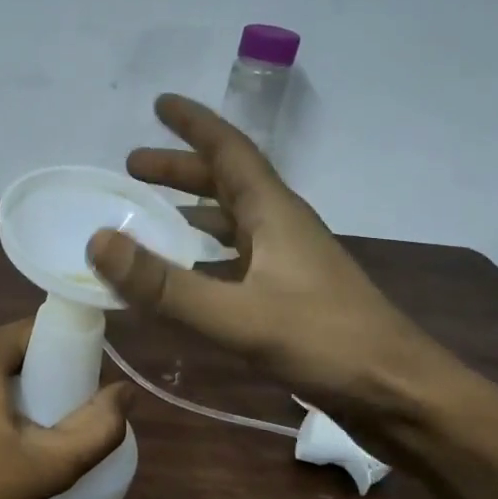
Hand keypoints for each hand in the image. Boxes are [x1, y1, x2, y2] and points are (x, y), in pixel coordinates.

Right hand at [87, 94, 468, 455]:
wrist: (400, 394)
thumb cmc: (324, 342)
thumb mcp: (237, 314)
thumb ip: (164, 283)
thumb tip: (97, 241)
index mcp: (273, 213)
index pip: (229, 150)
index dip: (194, 124)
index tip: (159, 104)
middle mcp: (282, 227)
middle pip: (227, 182)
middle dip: (180, 169)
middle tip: (132, 167)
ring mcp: (290, 262)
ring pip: (233, 220)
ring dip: (192, 209)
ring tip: (151, 215)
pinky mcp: (292, 294)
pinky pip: (238, 257)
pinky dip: (205, 253)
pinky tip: (188, 274)